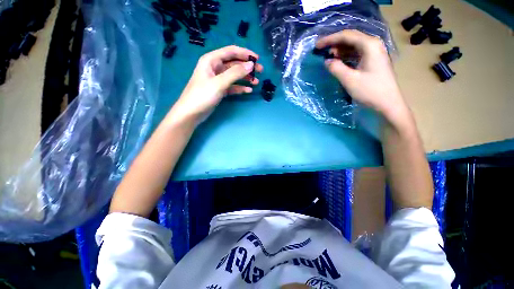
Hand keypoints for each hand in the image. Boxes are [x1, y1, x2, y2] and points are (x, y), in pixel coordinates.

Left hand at [169, 45, 262, 124]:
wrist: (191, 113)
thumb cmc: (203, 95)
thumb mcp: (219, 83)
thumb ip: (235, 73)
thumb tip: (251, 65)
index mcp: (212, 60)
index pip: (231, 51)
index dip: (245, 53)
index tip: (257, 59)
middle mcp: (215, 67)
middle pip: (234, 63)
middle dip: (247, 67)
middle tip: (260, 71)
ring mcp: (217, 79)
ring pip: (234, 75)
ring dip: (245, 78)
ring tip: (256, 83)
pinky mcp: (219, 89)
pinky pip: (232, 86)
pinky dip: (240, 88)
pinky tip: (248, 91)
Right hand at [316, 30, 408, 123]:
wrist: (388, 103)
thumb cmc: (370, 91)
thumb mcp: (349, 80)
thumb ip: (336, 68)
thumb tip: (327, 61)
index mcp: (369, 45)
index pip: (346, 36)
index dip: (330, 39)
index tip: (317, 45)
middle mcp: (373, 45)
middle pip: (350, 38)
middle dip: (334, 43)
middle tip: (320, 49)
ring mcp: (374, 53)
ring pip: (353, 46)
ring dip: (339, 49)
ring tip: (327, 55)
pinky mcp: (373, 61)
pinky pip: (356, 54)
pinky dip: (345, 56)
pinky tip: (338, 60)